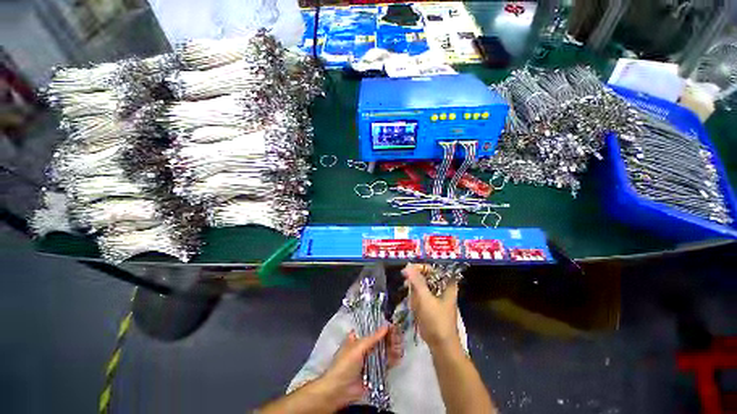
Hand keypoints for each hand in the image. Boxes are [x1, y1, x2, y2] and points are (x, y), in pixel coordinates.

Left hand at [317, 325, 401, 409]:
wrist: (339, 390)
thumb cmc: (345, 364)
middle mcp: (364, 348)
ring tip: (400, 342)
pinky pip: (386, 364)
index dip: (380, 326)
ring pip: (383, 351)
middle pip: (379, 340)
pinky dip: (393, 359)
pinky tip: (399, 354)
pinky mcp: (375, 372)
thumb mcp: (358, 347)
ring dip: (392, 346)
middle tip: (398, 333)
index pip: (371, 329)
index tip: (391, 323)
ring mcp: (370, 360)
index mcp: (357, 338)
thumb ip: (373, 337)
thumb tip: (386, 325)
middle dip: (388, 336)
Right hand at [402, 263, 459, 348]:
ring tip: (412, 300)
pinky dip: (416, 298)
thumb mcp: (425, 299)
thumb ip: (416, 281)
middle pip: (427, 276)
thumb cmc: (436, 321)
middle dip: (415, 280)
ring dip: (415, 290)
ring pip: (423, 285)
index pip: (432, 268)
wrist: (441, 346)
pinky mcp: (433, 304)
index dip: (419, 267)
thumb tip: (408, 266)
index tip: (407, 271)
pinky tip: (414, 306)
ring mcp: (438, 296)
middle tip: (406, 283)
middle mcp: (443, 287)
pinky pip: (422, 295)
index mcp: (447, 284)